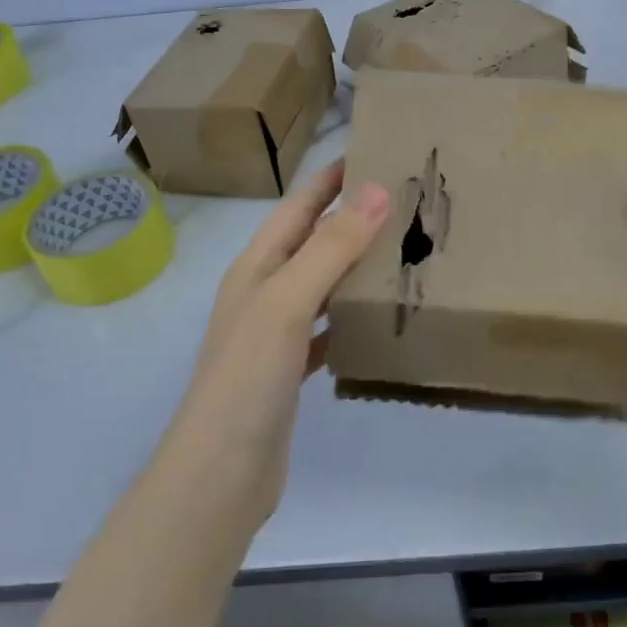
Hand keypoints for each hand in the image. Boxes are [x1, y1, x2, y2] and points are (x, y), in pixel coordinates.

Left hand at [169, 159, 390, 520]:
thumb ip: (331, 247)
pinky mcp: (290, 369)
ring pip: (322, 283)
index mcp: (258, 265)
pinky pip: (328, 326)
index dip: (332, 177)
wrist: (220, 474)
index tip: (377, 152)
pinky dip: (352, 315)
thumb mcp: (288, 302)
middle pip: (312, 240)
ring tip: (403, 250)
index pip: (299, 205)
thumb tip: (377, 190)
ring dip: (355, 264)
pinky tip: (380, 317)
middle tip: (407, 201)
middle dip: (352, 217)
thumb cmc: (248, 377)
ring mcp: (275, 332)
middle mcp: (264, 290)